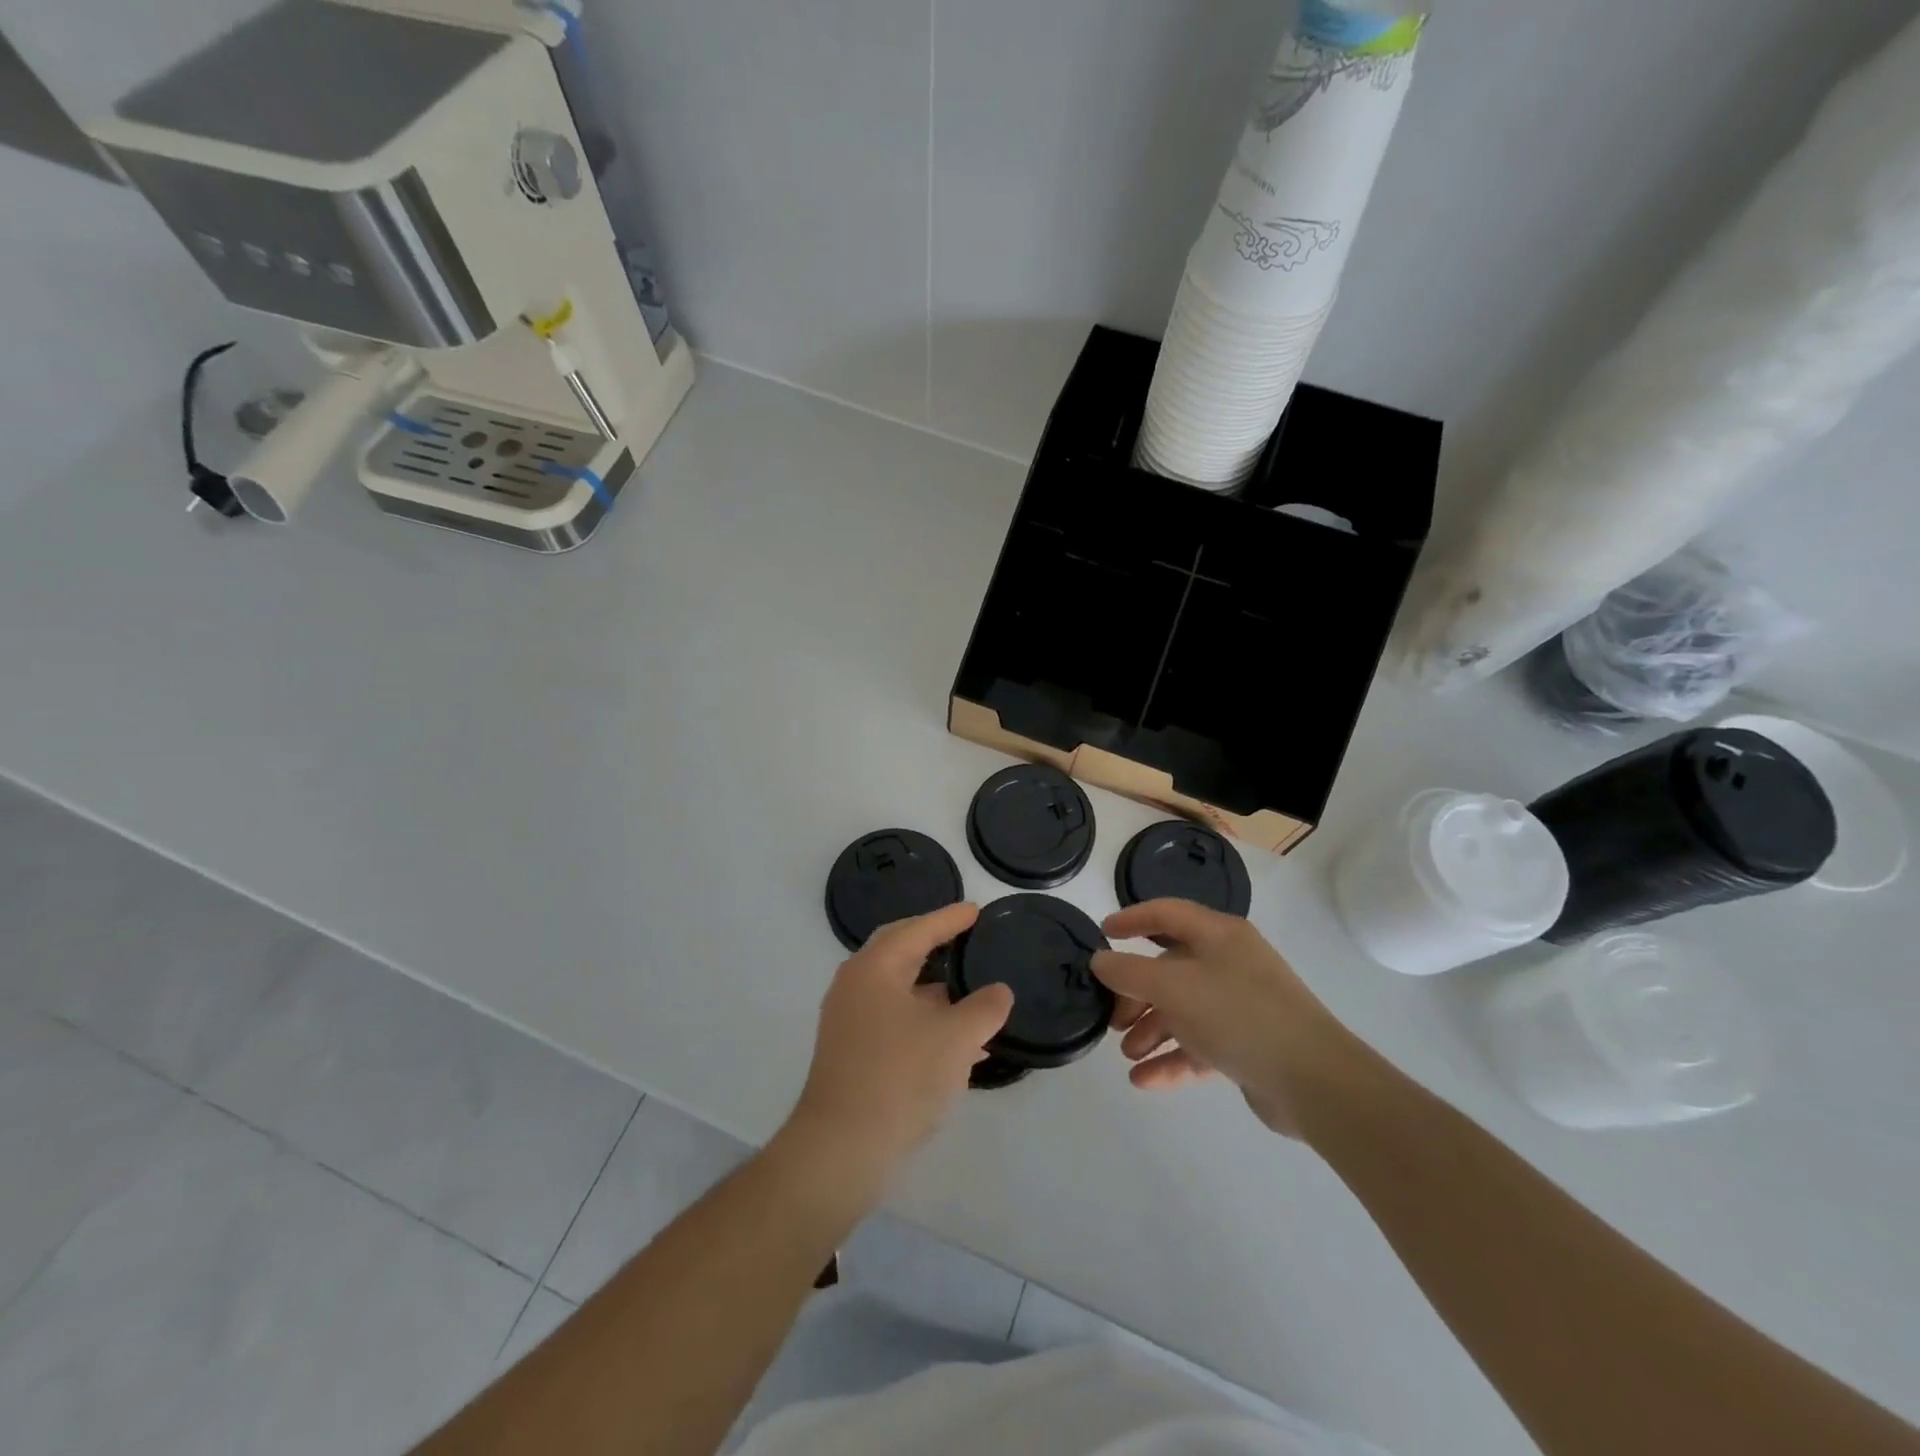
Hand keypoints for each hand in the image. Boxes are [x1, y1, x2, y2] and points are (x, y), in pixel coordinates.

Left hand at [784, 902, 1011, 1188]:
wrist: (842, 1149)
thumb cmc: (900, 1077)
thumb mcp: (955, 1039)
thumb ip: (983, 1008)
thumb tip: (998, 992)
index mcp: (875, 968)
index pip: (917, 929)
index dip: (949, 918)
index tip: (975, 910)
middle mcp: (855, 985)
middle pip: (899, 951)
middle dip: (933, 943)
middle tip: (964, 937)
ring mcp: (849, 1021)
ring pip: (898, 990)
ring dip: (933, 989)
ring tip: (972, 993)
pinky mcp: (851, 1053)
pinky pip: (894, 1020)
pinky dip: (925, 1020)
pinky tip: (959, 1043)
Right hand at [1091, 899, 1371, 1138]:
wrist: (1314, 1081)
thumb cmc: (1238, 1015)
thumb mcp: (1174, 987)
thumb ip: (1129, 972)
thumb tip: (1100, 960)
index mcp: (1218, 935)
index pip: (1167, 914)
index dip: (1132, 918)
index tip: (1102, 933)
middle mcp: (1230, 963)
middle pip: (1170, 968)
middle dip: (1136, 993)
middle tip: (1112, 1018)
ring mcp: (1240, 1005)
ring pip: (1183, 1009)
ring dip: (1151, 1030)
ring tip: (1127, 1054)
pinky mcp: (1247, 1045)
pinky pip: (1199, 1044)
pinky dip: (1171, 1058)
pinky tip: (1143, 1080)